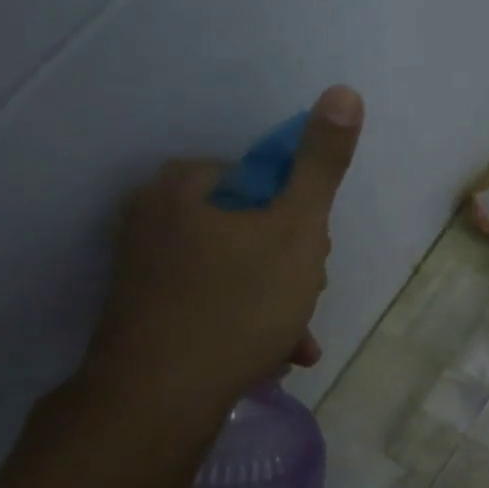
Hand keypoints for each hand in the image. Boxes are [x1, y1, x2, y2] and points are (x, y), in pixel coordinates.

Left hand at [87, 85, 363, 409]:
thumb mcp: (297, 229)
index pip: (263, 181)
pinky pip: (210, 304)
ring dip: (276, 304)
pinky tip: (268, 358)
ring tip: (294, 343)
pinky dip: (244, 324)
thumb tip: (345, 91)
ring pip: (234, 272)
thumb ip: (321, 164)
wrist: (160, 396)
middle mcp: (154, 216)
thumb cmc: (238, 303)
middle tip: (304, 302)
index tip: (313, 258)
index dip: (300, 220)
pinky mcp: (144, 311)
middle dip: (289, 269)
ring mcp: (144, 267)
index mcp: (185, 185)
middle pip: (249, 229)